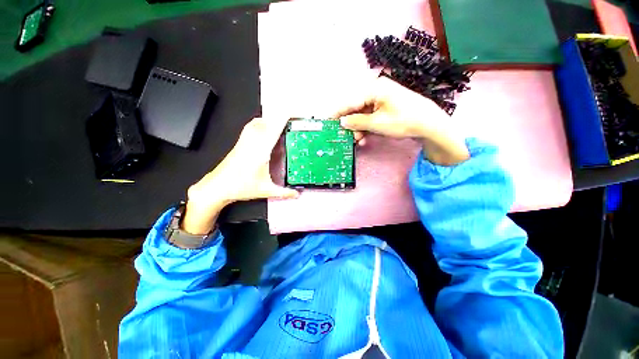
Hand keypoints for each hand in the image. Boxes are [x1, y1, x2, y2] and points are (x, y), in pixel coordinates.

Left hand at [182, 117, 298, 234]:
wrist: (217, 187)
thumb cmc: (239, 187)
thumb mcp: (266, 191)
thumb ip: (284, 193)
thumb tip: (297, 194)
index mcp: (260, 152)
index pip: (274, 129)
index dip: (284, 119)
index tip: (294, 114)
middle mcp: (252, 143)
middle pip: (266, 121)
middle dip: (280, 116)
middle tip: (291, 118)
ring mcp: (244, 142)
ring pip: (256, 122)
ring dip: (269, 119)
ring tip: (280, 121)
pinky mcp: (239, 144)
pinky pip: (250, 127)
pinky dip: (259, 123)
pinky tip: (264, 129)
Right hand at [335, 76, 469, 165]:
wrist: (430, 124)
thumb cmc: (404, 120)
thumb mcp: (377, 123)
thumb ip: (357, 122)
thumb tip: (342, 121)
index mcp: (374, 89)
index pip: (350, 101)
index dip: (337, 112)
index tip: (327, 120)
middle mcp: (376, 91)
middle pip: (355, 108)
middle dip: (350, 124)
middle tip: (345, 136)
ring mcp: (381, 100)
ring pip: (362, 114)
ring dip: (358, 128)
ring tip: (357, 140)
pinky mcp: (385, 108)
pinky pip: (370, 117)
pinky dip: (366, 127)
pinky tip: (364, 137)